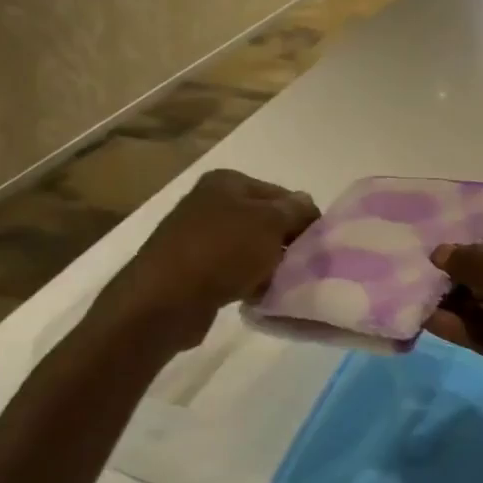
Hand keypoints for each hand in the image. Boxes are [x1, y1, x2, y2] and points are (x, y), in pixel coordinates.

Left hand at [95, 169, 317, 351]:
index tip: (317, 244)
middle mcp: (210, 203)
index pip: (281, 194)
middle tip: (304, 266)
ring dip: (267, 265)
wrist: (165, 299)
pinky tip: (258, 297)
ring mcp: (198, 237)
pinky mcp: (192, 269)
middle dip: (284, 243)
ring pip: (249, 249)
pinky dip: (247, 282)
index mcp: (227, 182)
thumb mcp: (269, 223)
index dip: (302, 217)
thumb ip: (294, 210)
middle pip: (264, 221)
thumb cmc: (222, 251)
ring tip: (282, 284)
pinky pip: (232, 272)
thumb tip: (306, 203)